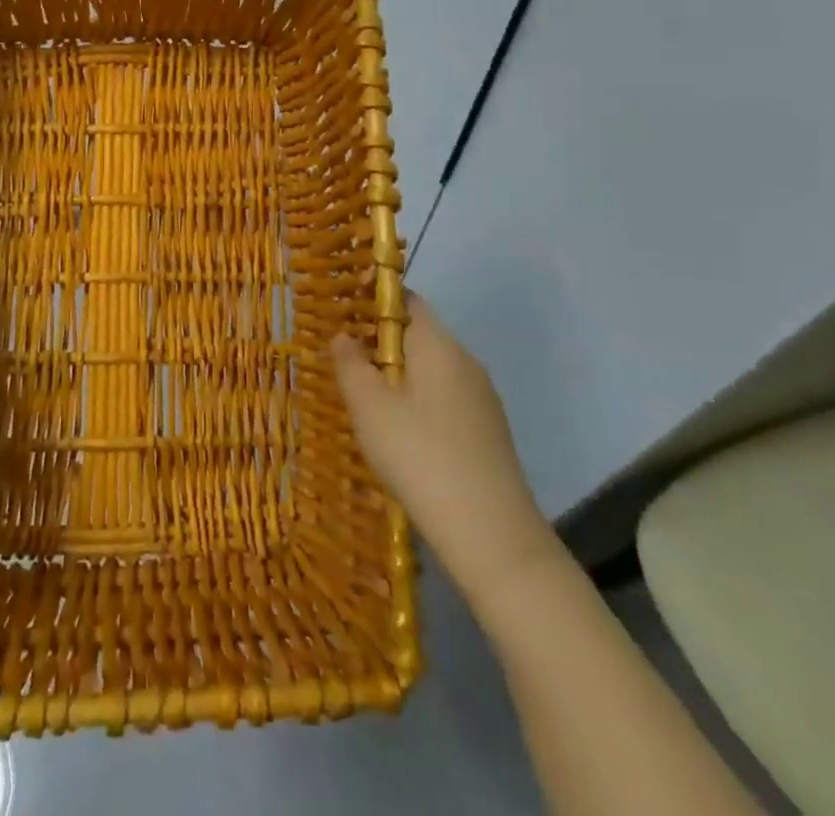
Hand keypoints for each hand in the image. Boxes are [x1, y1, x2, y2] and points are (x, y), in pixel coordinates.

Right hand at [332, 293, 557, 587]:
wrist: (491, 534)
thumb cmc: (420, 455)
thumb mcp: (370, 408)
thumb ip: (351, 364)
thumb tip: (343, 335)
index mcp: (438, 345)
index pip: (407, 301)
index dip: (374, 302)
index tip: (343, 318)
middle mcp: (465, 361)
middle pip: (419, 336)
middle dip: (381, 345)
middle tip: (345, 365)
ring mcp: (482, 398)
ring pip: (432, 371)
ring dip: (400, 378)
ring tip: (366, 404)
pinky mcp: (488, 431)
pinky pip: (446, 400)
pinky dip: (420, 405)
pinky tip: (402, 438)